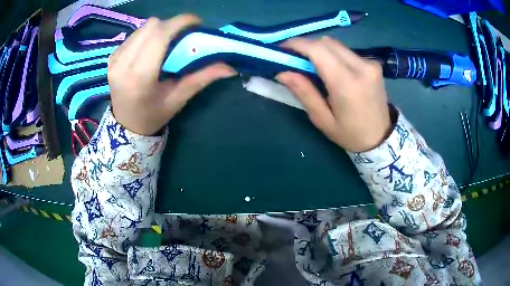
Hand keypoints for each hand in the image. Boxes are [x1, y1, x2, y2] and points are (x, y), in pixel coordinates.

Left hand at [108, 15, 235, 135]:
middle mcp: (123, 63)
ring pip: (143, 27)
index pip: (160, 34)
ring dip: (159, 29)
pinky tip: (151, 49)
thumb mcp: (179, 98)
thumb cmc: (153, 115)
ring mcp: (114, 59)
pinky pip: (134, 34)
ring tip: (167, 43)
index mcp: (140, 76)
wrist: (126, 125)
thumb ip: (202, 77)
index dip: (180, 22)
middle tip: (183, 35)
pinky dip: (147, 35)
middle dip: (172, 25)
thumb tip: (231, 66)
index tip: (196, 22)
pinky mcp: (111, 56)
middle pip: (152, 26)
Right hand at [276, 37, 391, 151]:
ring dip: (320, 50)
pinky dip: (333, 55)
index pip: (317, 49)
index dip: (296, 44)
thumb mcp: (323, 119)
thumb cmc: (350, 134)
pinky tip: (332, 69)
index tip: (282, 49)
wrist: (382, 137)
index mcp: (346, 83)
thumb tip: (282, 72)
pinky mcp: (374, 64)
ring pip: (336, 44)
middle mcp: (361, 67)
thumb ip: (304, 92)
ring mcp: (370, 63)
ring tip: (312, 65)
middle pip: (326, 42)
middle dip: (306, 46)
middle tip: (294, 59)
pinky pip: (346, 51)